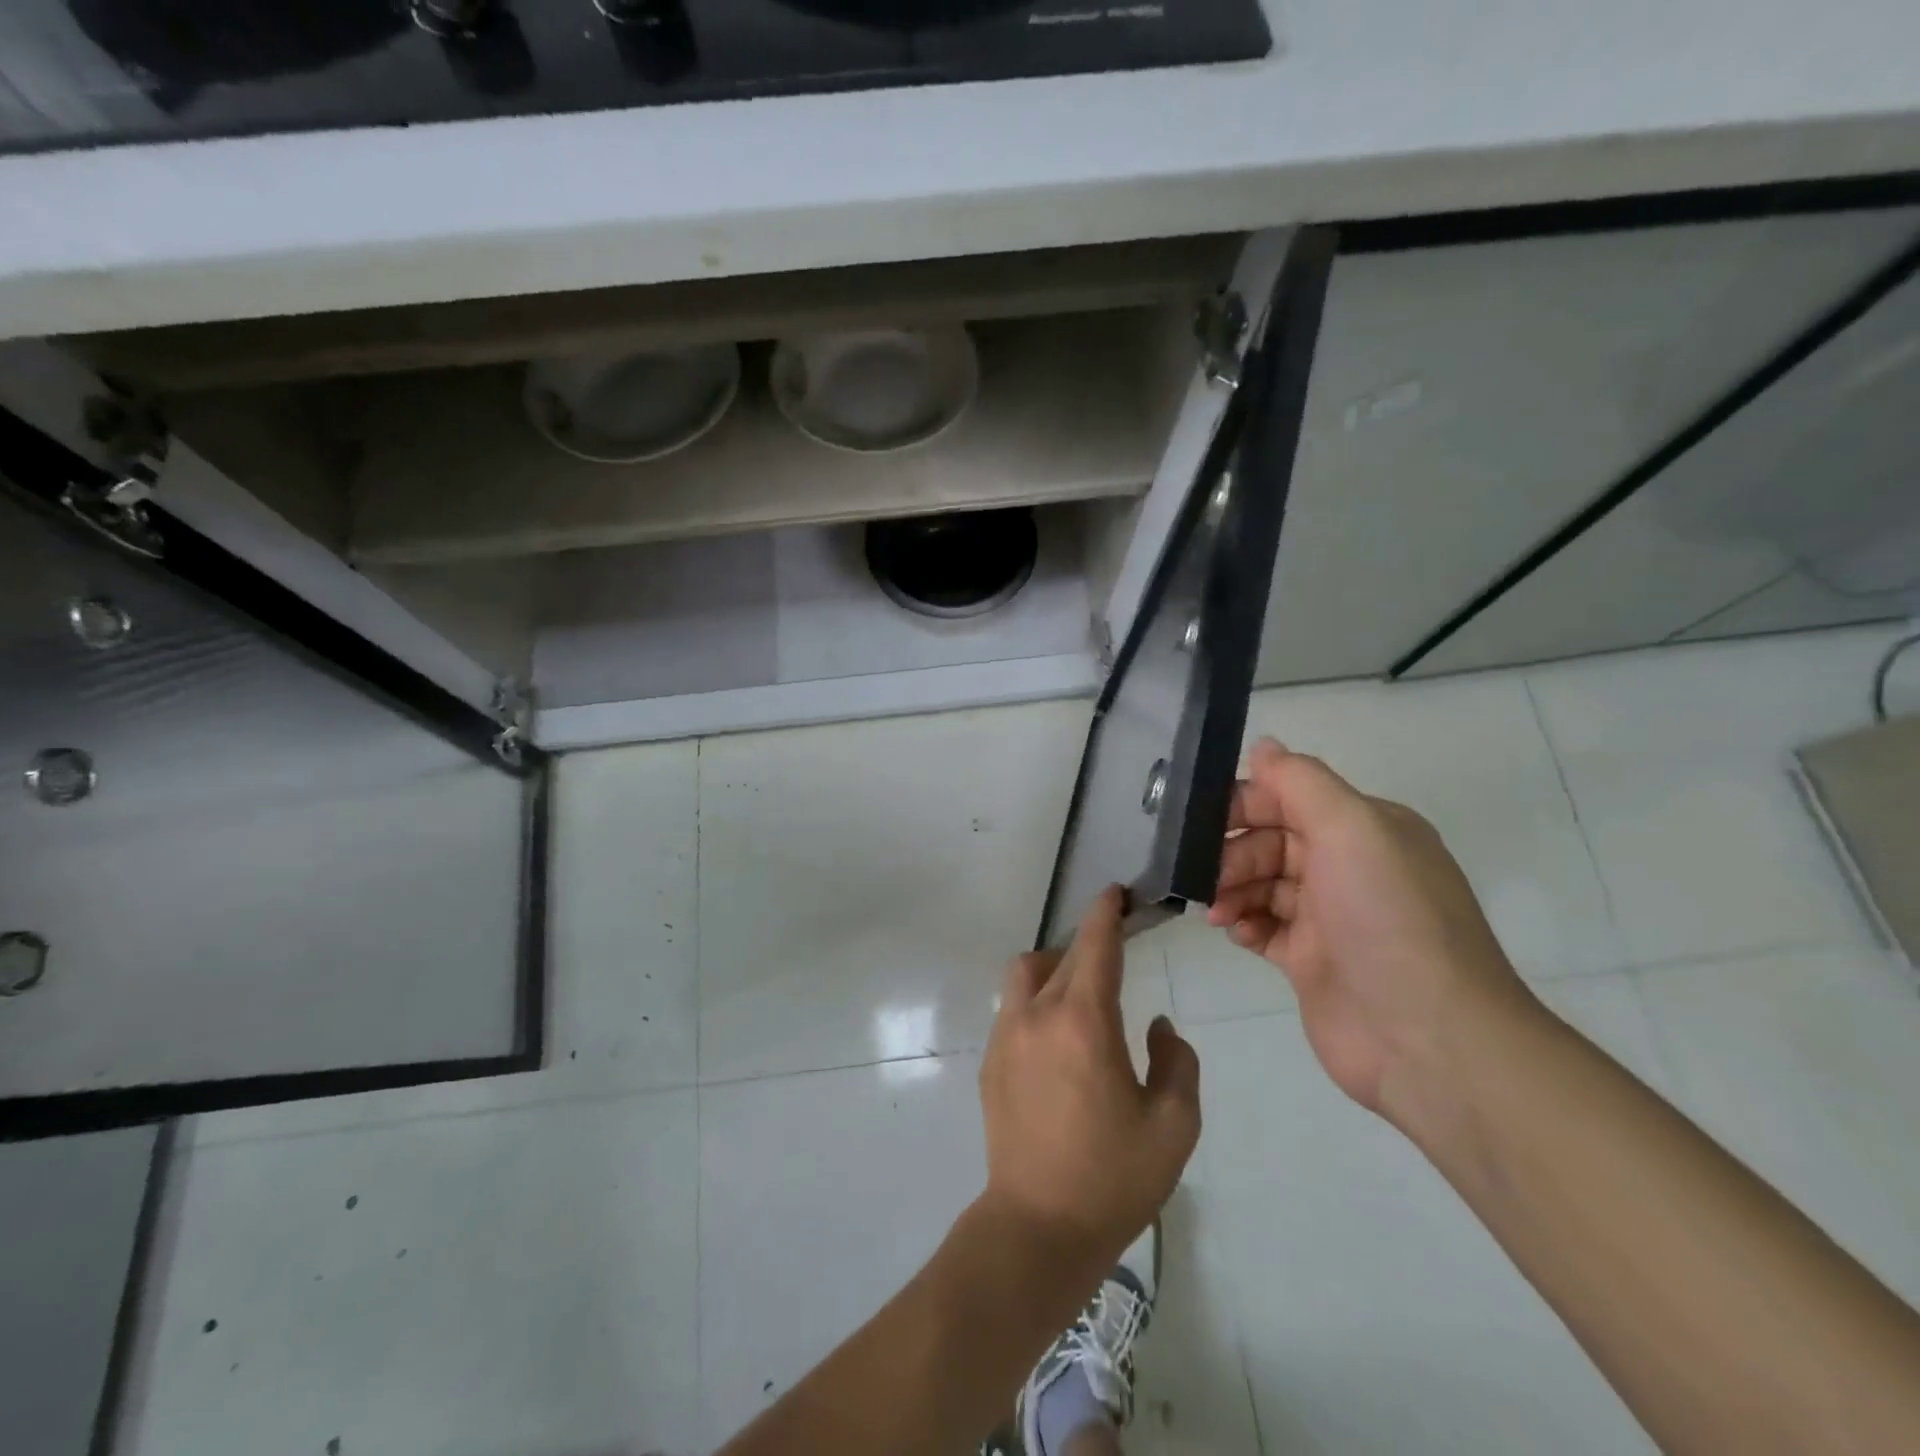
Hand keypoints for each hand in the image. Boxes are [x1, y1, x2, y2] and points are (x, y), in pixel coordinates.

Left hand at [978, 886, 1200, 1271]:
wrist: (1038, 1226)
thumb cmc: (1114, 1177)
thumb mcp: (1174, 1124)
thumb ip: (1177, 1061)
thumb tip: (1157, 1026)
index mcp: (1083, 1021)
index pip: (1094, 945)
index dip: (1106, 912)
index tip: (1116, 892)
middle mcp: (1036, 1014)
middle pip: (1063, 956)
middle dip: (1090, 944)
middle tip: (1117, 950)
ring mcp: (1005, 1035)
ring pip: (1026, 972)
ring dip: (1055, 967)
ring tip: (1083, 995)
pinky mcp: (990, 1059)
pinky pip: (1013, 1006)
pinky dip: (1037, 999)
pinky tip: (1058, 1038)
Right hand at [1207, 738, 1536, 1130]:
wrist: (1428, 1038)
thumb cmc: (1387, 918)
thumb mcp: (1351, 829)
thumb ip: (1300, 782)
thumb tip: (1262, 745)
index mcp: (1366, 829)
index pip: (1290, 797)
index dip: (1244, 805)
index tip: (1203, 822)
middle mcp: (1350, 867)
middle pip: (1271, 841)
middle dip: (1233, 853)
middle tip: (1207, 878)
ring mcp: (1330, 917)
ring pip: (1263, 884)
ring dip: (1232, 889)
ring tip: (1218, 911)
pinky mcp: (1312, 962)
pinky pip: (1264, 927)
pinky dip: (1244, 925)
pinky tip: (1235, 932)